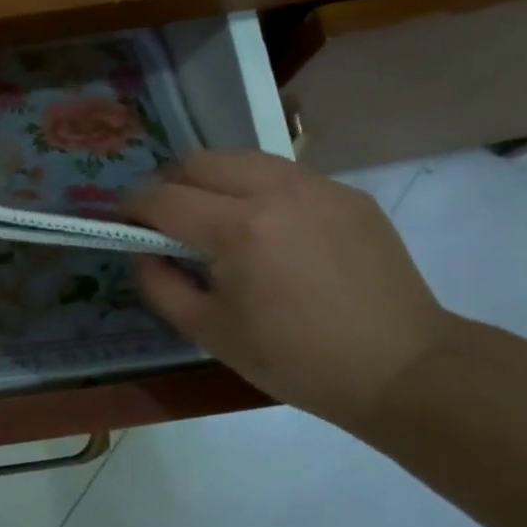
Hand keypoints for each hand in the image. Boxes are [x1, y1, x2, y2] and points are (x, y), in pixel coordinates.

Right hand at [127, 150, 456, 428]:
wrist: (401, 368)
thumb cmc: (295, 360)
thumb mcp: (209, 333)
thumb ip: (159, 285)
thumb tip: (144, 251)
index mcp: (237, 229)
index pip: (163, 197)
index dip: (133, 206)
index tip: (126, 221)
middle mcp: (275, 190)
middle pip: (198, 160)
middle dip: (170, 183)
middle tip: (169, 219)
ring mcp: (317, 186)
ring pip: (242, 158)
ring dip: (215, 180)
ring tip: (218, 218)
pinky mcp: (348, 193)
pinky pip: (285, 175)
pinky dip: (260, 190)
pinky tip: (272, 230)